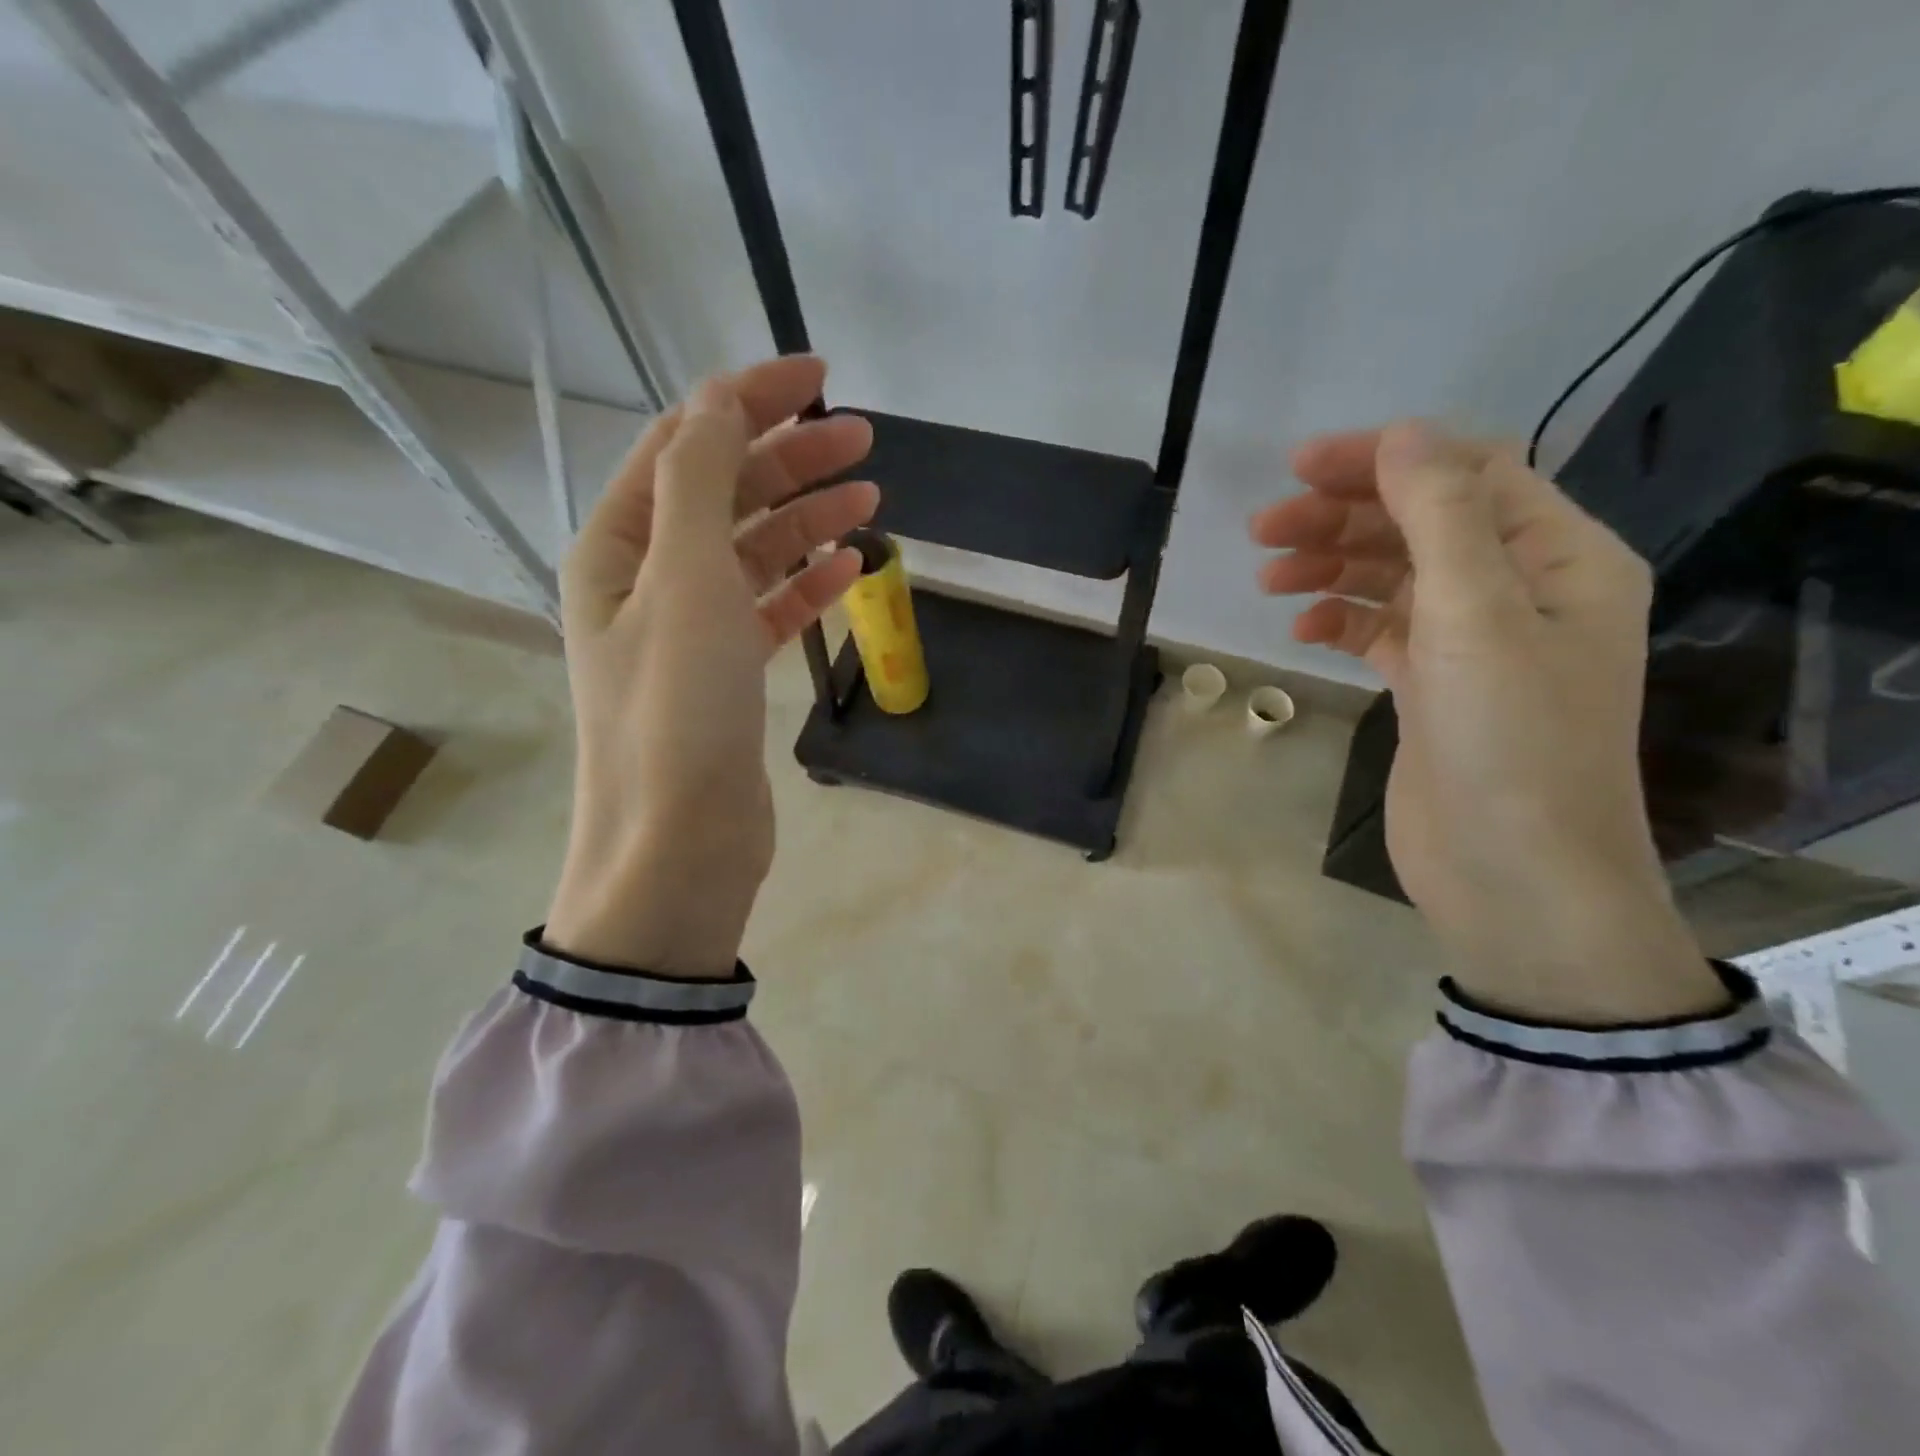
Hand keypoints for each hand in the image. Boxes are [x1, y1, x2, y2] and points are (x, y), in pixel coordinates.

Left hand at [545, 357, 876, 975]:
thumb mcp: (685, 581)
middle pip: (724, 495)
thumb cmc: (677, 710)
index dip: (748, 400)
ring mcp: (686, 629)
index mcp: (617, 545)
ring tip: (869, 497)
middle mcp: (645, 580)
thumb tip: (719, 400)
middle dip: (790, 459)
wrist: (678, 843)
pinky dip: (806, 583)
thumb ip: (700, 483)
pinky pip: (767, 608)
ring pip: (752, 552)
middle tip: (864, 440)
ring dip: (807, 519)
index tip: (819, 377)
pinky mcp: (724, 674)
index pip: (685, 444)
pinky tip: (850, 567)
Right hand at [1250, 422, 1725, 1022]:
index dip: (1385, 460)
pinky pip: (1381, 630)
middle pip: (1422, 524)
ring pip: (1394, 576)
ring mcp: (1474, 642)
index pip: (1468, 474)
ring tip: (1268, 576)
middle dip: (1343, 518)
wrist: (1512, 873)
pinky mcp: (1433, 686)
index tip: (1300, 467)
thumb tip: (1401, 432)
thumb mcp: (1477, 614)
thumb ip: (1440, 516)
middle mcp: (1521, 589)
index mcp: (1558, 557)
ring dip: (1332, 567)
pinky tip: (1301, 627)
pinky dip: (1340, 620)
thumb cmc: (1509, 740)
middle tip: (1262, 528)